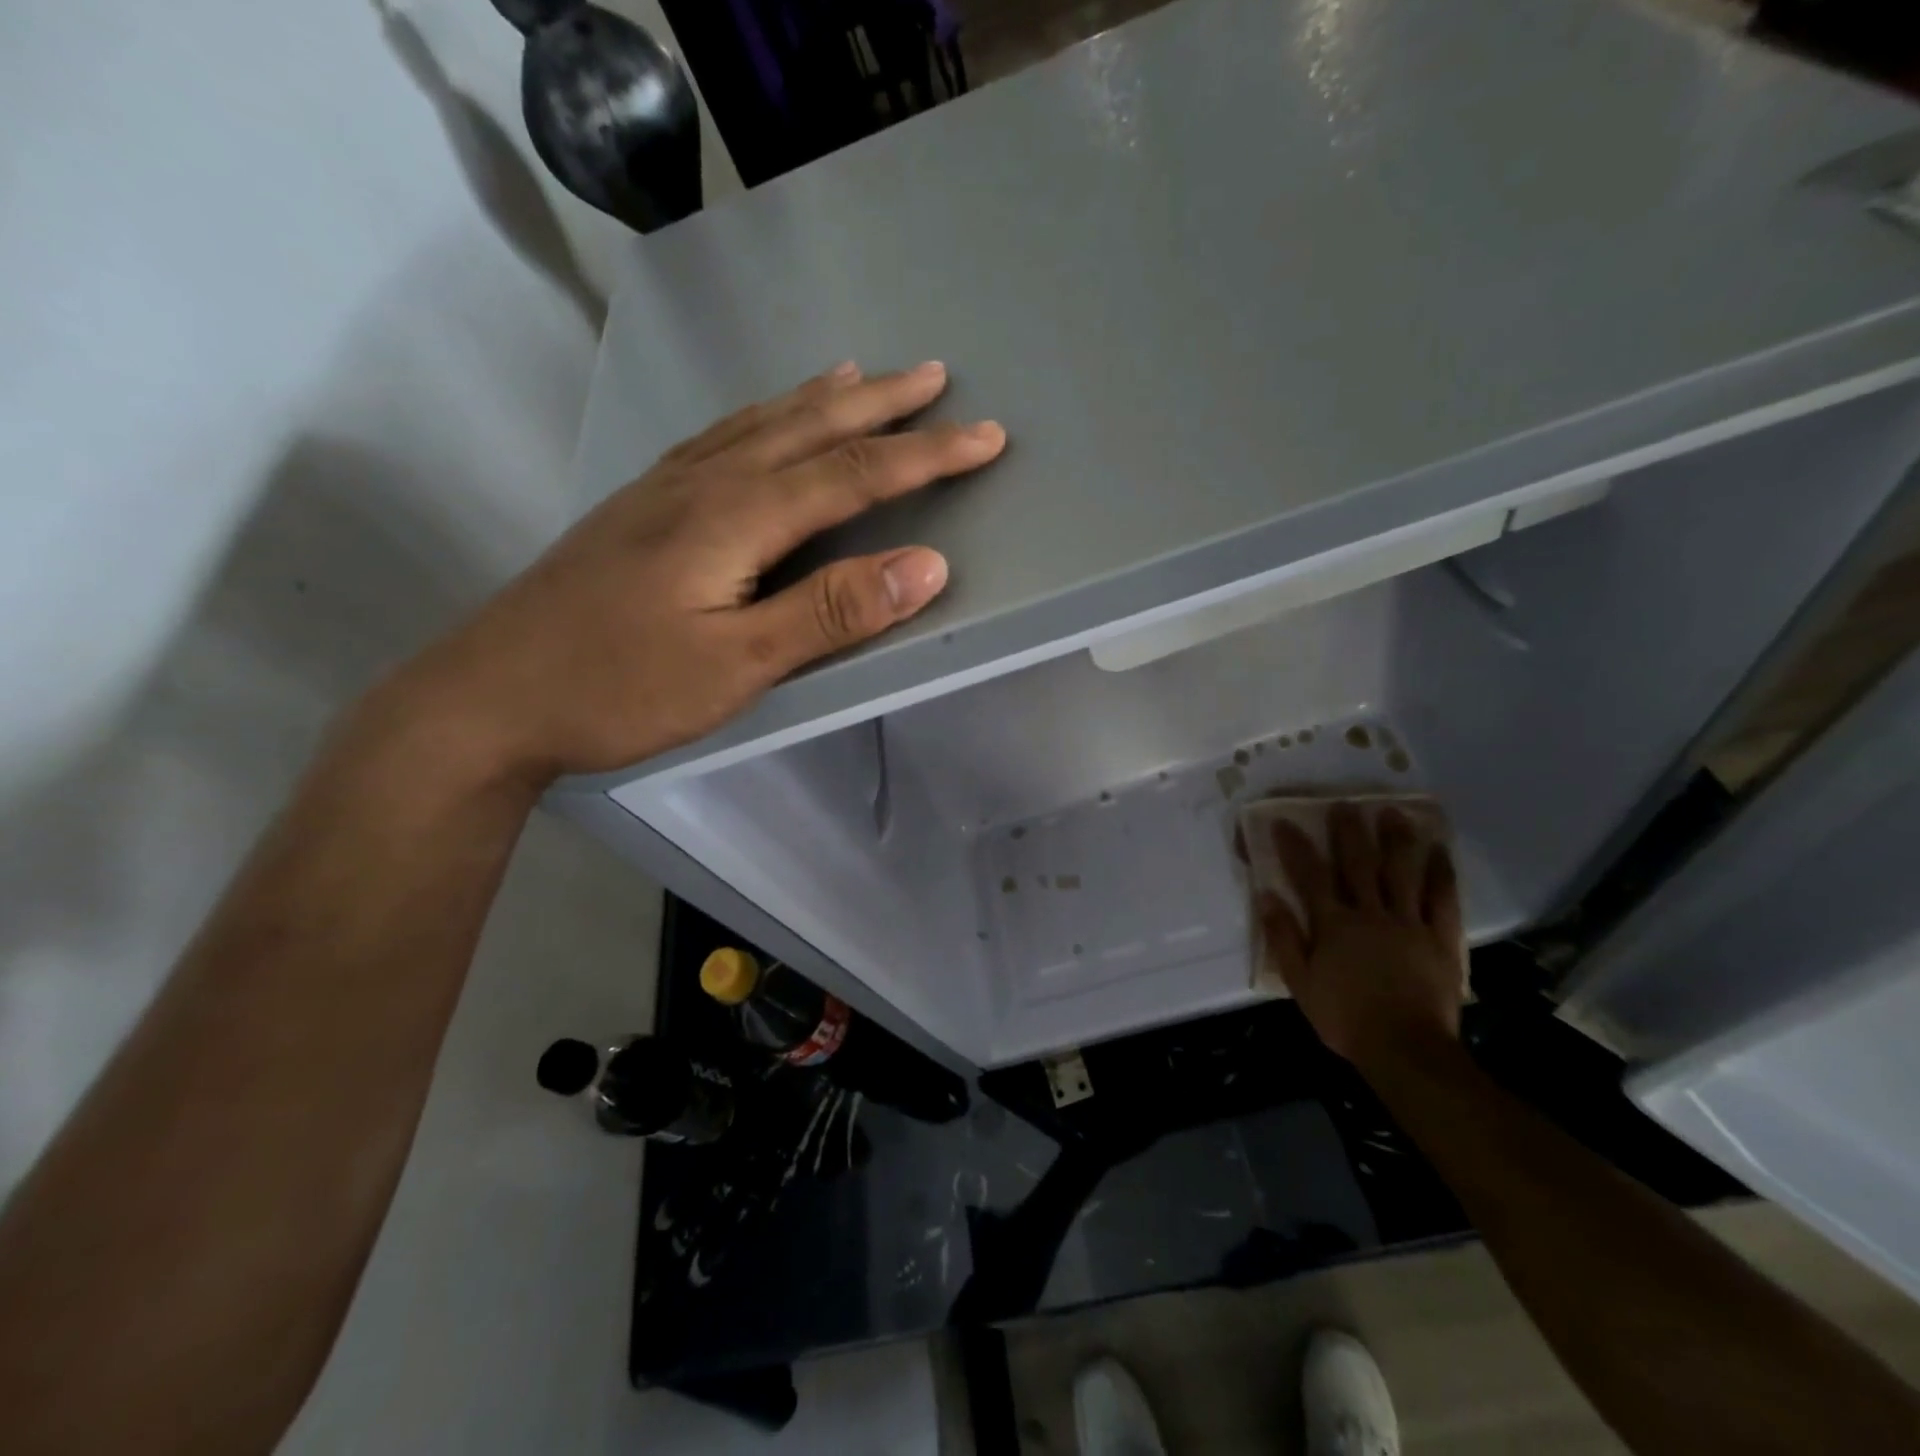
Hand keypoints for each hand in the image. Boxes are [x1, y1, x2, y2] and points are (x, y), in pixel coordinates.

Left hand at [385, 361, 1004, 787]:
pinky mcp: (642, 507)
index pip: (854, 474)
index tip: (986, 438)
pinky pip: (721, 438)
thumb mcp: (738, 664)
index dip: (926, 456)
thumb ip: (831, 612)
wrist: (490, 696)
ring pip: (761, 423)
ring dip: (822, 398)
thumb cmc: (619, 688)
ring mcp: (666, 489)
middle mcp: (705, 483)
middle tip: (936, 377)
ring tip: (862, 374)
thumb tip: (927, 567)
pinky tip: (763, 420)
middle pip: (810, 429)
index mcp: (736, 517)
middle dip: (883, 406)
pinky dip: (762, 416)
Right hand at [1257, 803, 1465, 1069]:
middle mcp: (1370, 914)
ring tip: (1394, 813)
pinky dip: (1441, 874)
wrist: (1404, 1049)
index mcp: (1333, 924)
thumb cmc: (1345, 1017)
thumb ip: (1284, 937)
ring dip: (1397, 840)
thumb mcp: (1300, 982)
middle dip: (1350, 832)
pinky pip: (1442, 900)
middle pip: (1359, 865)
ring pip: (1402, 873)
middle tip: (1346, 804)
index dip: (1296, 847)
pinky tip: (1439, 852)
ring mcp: (1408, 924)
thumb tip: (1266, 896)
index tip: (1285, 822)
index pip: (1310, 876)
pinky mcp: (1440, 940)